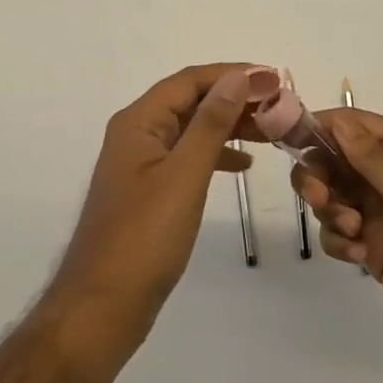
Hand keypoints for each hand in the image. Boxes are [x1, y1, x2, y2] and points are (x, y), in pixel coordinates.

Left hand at [45, 65, 262, 367]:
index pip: (190, 80)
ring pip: (191, 128)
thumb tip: (238, 77)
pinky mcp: (149, 190)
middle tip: (280, 106)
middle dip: (234, 99)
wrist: (102, 308)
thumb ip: (212, 123)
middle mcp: (137, 133)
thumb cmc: (144, 238)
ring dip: (229, 125)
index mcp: (139, 121)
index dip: (233, 74)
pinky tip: (243, 165)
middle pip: (191, 100)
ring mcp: (141, 163)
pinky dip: (216, 154)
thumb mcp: (185, 175)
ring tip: (271, 131)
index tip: (274, 79)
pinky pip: (187, 157)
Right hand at [293, 110, 382, 379]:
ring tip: (352, 234)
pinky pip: (339, 232)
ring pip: (333, 195)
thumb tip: (339, 120)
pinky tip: (358, 258)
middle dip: (320, 175)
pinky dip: (339, 241)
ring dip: (331, 211)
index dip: (323, 126)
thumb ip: (373, 157)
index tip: (287, 138)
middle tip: (319, 199)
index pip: (356, 124)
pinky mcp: (376, 248)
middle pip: (337, 159)